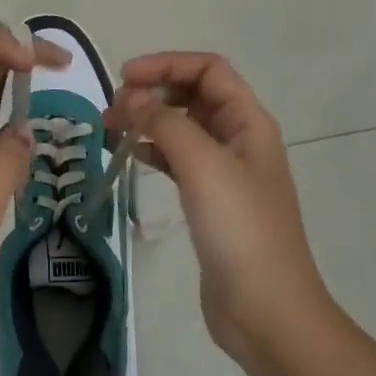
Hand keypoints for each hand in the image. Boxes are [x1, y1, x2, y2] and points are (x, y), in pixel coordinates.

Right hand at [107, 53, 331, 365]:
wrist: (266, 311)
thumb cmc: (240, 230)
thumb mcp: (203, 165)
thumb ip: (164, 123)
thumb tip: (131, 98)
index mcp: (248, 122)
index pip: (208, 69)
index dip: (166, 64)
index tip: (124, 78)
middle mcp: (238, 139)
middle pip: (193, 94)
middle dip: (152, 92)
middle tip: (112, 110)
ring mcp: (224, 171)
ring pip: (181, 126)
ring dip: (147, 120)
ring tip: (109, 130)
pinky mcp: (209, 200)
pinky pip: (176, 159)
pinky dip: (152, 150)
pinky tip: (129, 155)